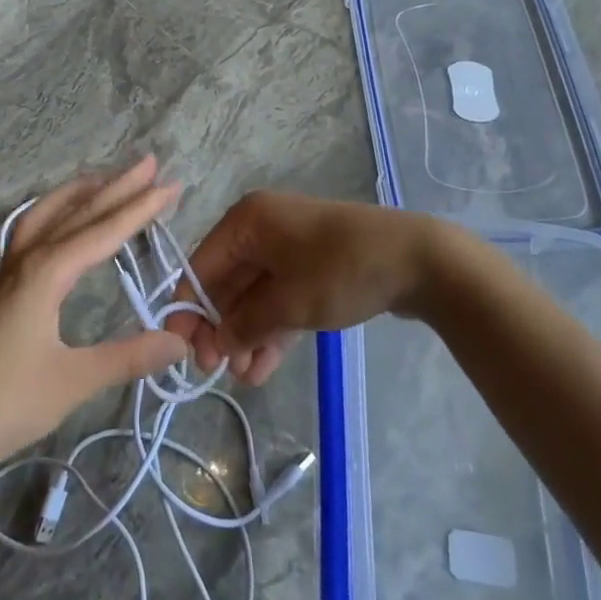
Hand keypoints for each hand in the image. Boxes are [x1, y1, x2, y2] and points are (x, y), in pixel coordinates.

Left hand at [0, 158, 187, 476]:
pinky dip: (58, 210)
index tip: (172, 185)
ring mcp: (10, 270)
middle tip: (152, 163)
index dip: (140, 208)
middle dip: (117, 186)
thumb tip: (181, 340)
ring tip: (110, 177)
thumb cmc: (3, 403)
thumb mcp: (73, 382)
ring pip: (49, 213)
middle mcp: (28, 259)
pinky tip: (65, 219)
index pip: (103, 231)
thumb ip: (128, 357)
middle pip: (78, 212)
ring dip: (83, 192)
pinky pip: (34, 229)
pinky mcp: (2, 285)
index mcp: (45, 273)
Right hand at [185, 192, 476, 385]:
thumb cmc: (340, 271)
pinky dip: (272, 330)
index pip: (202, 265)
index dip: (189, 309)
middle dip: (222, 328)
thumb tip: (215, 343)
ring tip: (243, 378)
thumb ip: (244, 324)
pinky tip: (262, 369)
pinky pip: (281, 299)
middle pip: (227, 281)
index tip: (182, 351)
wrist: (418, 259)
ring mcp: (290, 248)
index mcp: (247, 221)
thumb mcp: (287, 303)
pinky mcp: (313, 268)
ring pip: (255, 295)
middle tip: (215, 371)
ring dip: (246, 335)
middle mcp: (262, 229)